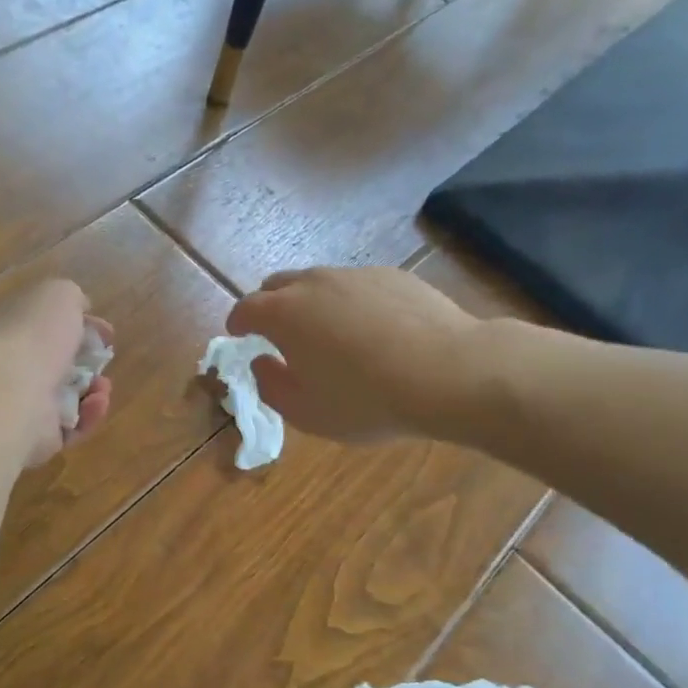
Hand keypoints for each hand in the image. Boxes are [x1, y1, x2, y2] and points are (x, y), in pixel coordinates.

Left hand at [0, 279, 112, 467]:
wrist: (7, 392)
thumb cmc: (32, 335)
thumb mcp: (58, 295)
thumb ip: (72, 298)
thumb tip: (80, 309)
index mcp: (7, 327)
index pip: (41, 326)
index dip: (75, 326)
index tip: (104, 331)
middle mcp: (9, 366)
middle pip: (55, 364)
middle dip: (86, 361)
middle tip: (104, 359)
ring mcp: (19, 405)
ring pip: (66, 398)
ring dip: (93, 390)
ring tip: (103, 386)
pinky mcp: (34, 439)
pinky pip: (70, 428)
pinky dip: (88, 416)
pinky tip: (96, 403)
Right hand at [226, 266, 478, 442]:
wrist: (449, 372)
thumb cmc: (367, 400)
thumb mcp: (306, 412)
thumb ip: (271, 387)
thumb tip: (261, 363)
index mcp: (283, 314)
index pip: (246, 309)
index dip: (237, 323)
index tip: (238, 334)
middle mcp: (313, 284)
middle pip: (277, 285)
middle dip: (269, 306)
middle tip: (277, 333)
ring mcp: (355, 275)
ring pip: (318, 282)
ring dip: (310, 303)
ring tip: (328, 333)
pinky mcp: (392, 276)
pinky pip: (356, 286)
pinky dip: (350, 303)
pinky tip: (372, 331)